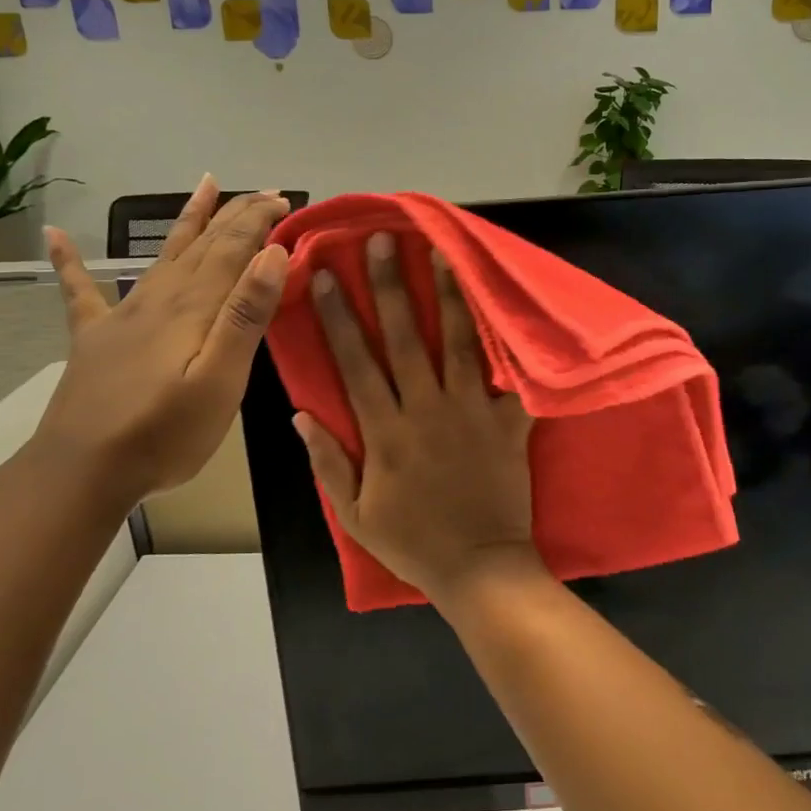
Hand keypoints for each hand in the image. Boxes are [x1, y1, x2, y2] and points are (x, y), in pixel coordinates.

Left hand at [35, 178, 290, 508]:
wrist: (82, 471)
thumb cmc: (165, 433)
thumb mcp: (221, 380)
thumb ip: (245, 316)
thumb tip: (271, 254)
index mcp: (193, 308)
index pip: (232, 249)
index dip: (258, 220)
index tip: (285, 200)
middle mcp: (159, 299)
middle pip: (202, 245)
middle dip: (236, 215)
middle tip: (266, 193)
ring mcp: (123, 316)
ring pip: (163, 255)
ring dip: (188, 220)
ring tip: (206, 186)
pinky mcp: (96, 339)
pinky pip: (81, 292)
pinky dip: (70, 262)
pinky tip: (54, 236)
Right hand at [294, 231, 539, 607]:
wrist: (480, 567)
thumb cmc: (414, 542)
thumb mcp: (355, 514)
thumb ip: (328, 462)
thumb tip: (300, 415)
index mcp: (385, 432)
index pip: (355, 363)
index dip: (339, 317)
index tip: (327, 276)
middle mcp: (426, 411)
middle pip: (404, 339)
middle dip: (391, 287)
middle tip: (383, 243)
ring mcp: (470, 413)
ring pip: (457, 344)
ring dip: (448, 296)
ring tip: (442, 254)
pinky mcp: (508, 423)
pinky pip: (510, 378)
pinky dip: (509, 343)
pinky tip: (505, 308)